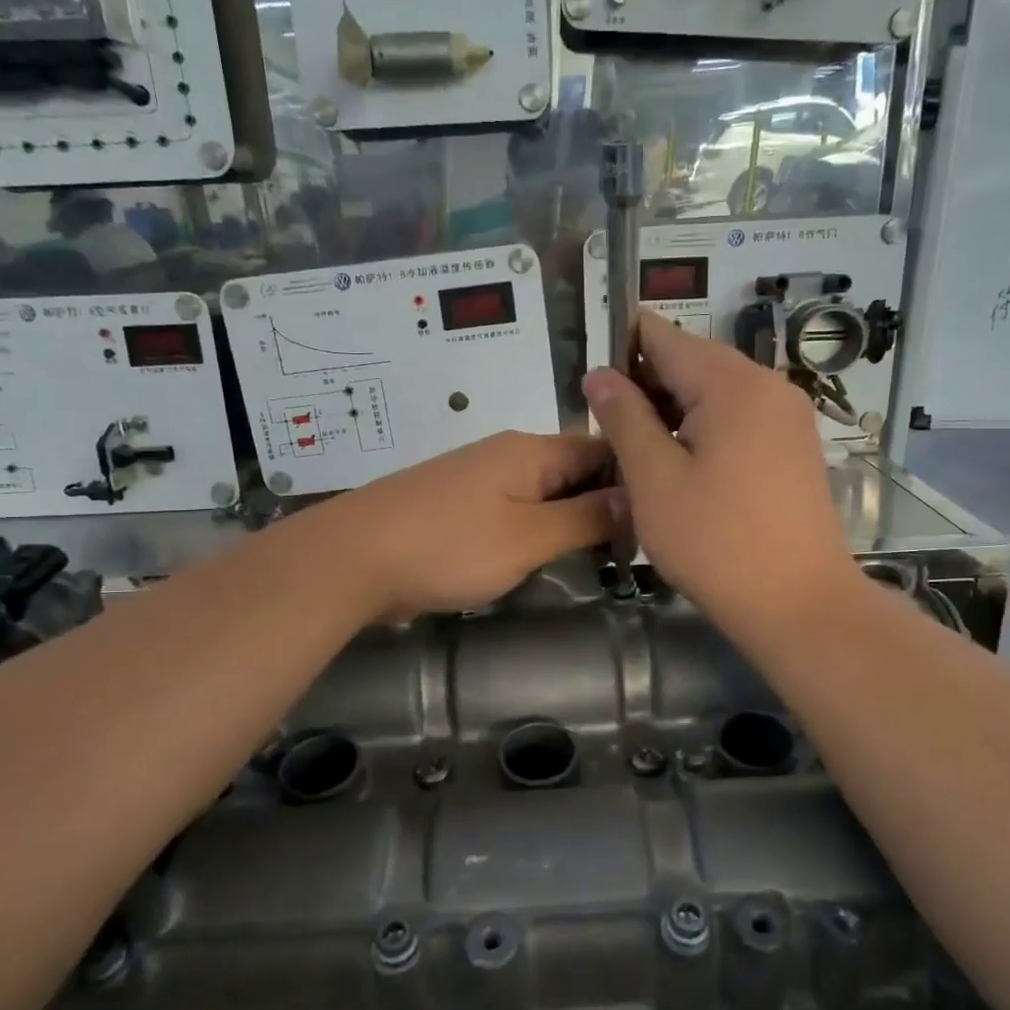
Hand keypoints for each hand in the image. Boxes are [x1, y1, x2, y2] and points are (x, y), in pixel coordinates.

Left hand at [312, 431, 614, 622]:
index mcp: (531, 450)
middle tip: (631, 551)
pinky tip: (539, 559)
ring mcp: (476, 479)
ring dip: (567, 521)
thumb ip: (585, 517)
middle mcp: (506, 454)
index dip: (634, 481)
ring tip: (596, 560)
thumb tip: (638, 496)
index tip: (658, 521)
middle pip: (572, 471)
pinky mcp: (455, 506)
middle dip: (602, 506)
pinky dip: (532, 531)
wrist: (351, 559)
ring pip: (541, 493)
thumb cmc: (448, 546)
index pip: (602, 450)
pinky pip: (510, 510)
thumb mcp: (529, 537)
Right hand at [583, 313, 859, 630]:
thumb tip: (599, 374)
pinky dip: (703, 430)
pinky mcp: (795, 447)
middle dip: (645, 385)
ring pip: (715, 394)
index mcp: (732, 383)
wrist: (800, 604)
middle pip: (692, 362)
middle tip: (605, 427)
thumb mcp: (654, 480)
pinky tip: (680, 466)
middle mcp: (768, 385)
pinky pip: (739, 419)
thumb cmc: (716, 543)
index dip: (620, 347)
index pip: (664, 337)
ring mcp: (788, 417)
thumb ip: (624, 418)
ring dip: (672, 411)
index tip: (588, 379)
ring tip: (636, 451)